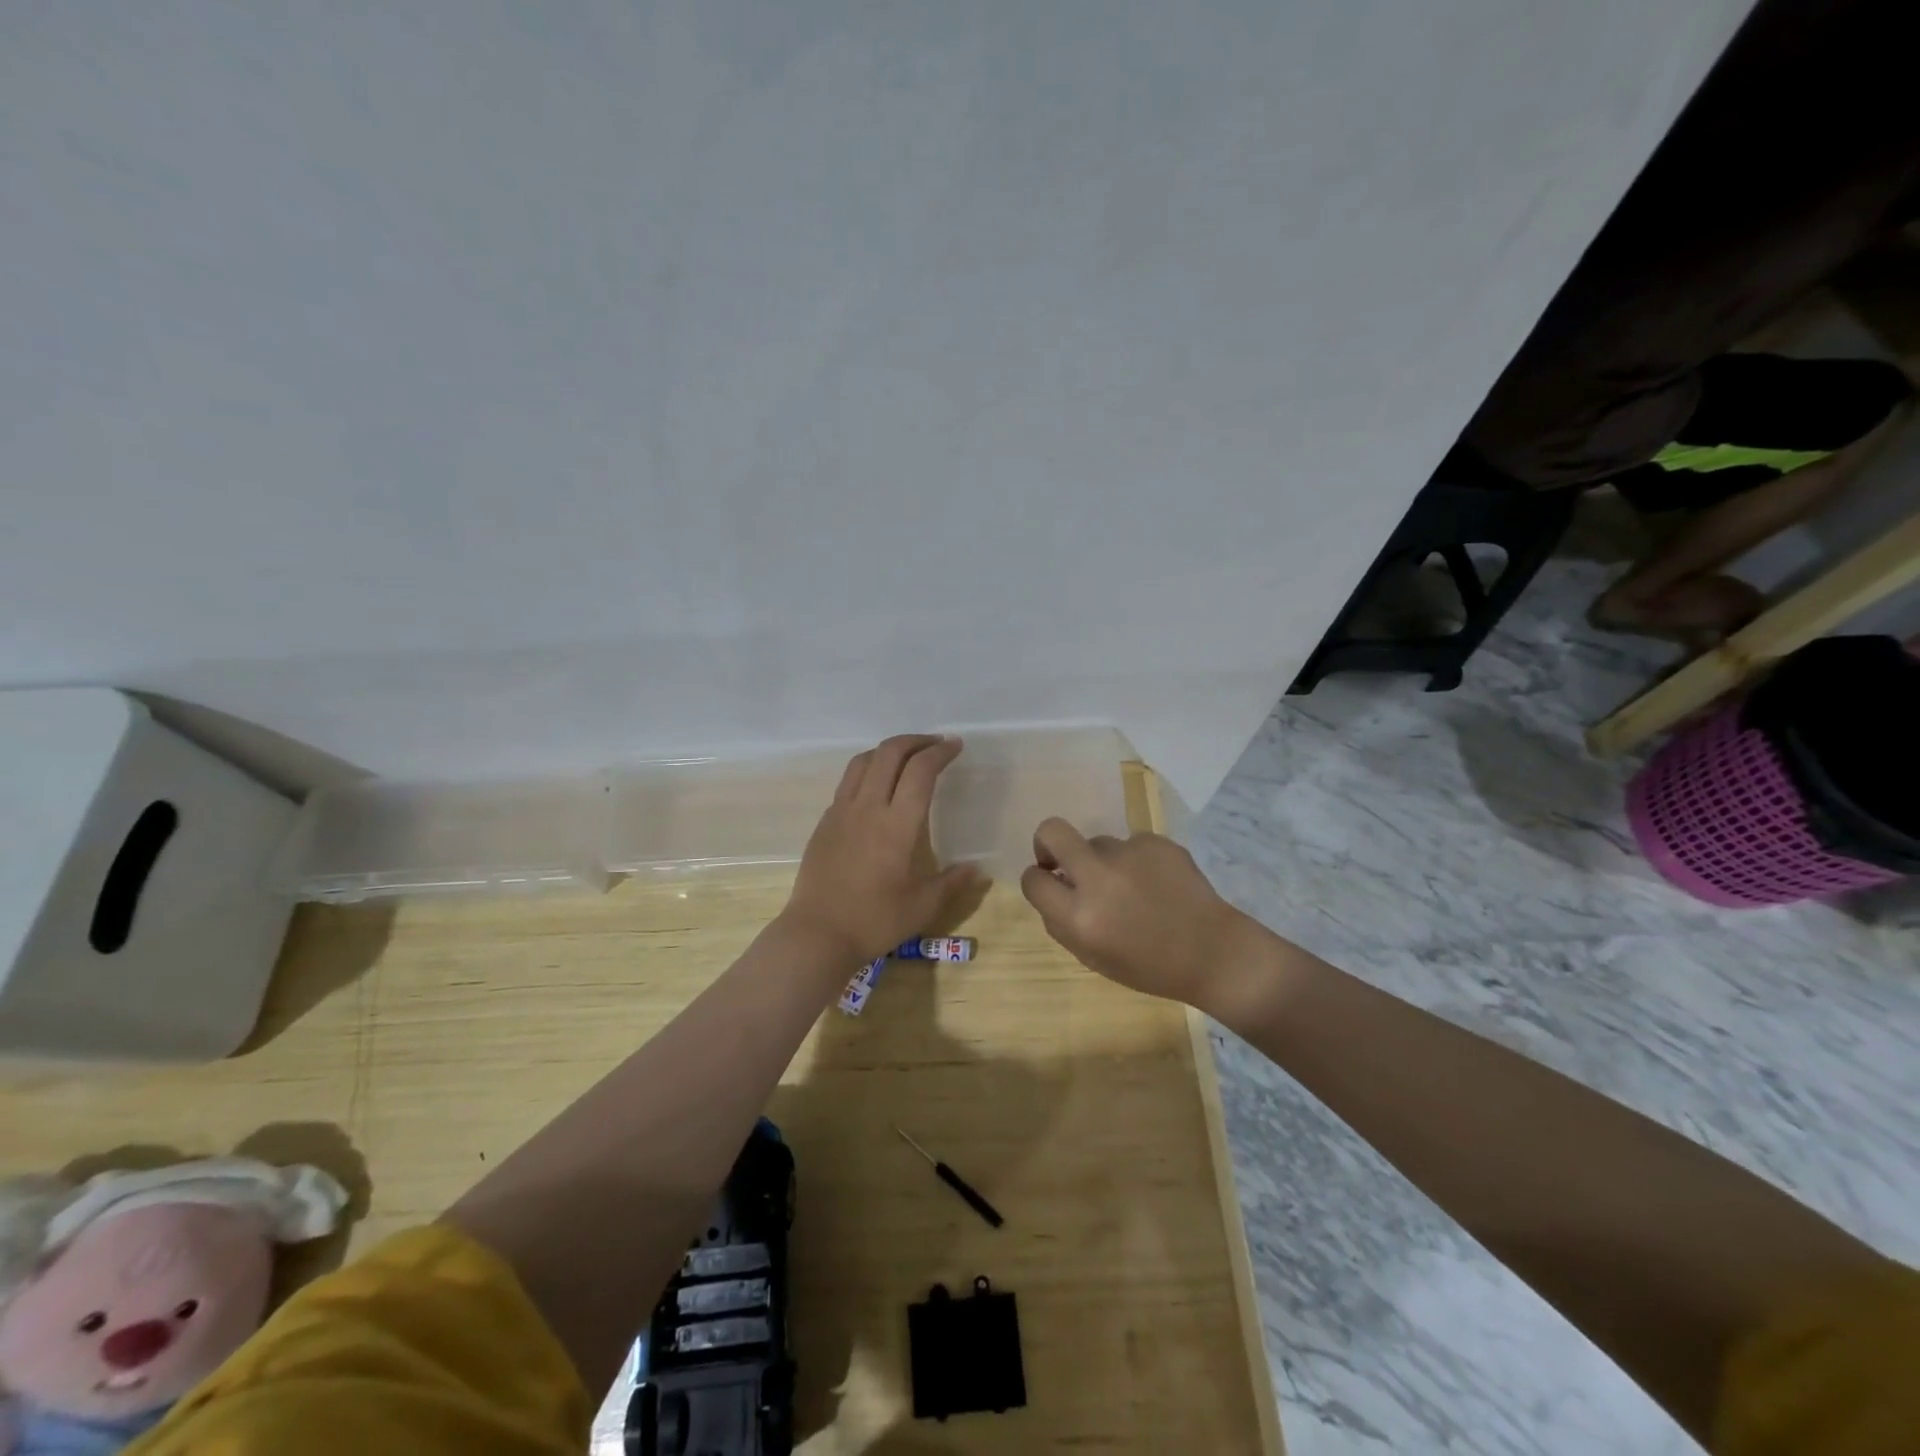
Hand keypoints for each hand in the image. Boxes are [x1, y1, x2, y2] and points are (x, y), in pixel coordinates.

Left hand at [782, 735, 987, 965]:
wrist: (817, 934)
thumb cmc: (874, 921)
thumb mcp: (923, 906)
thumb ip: (952, 883)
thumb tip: (977, 869)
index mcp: (897, 824)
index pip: (920, 771)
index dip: (940, 753)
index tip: (955, 746)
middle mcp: (868, 807)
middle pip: (890, 753)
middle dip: (915, 741)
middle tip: (935, 745)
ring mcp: (841, 811)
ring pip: (864, 761)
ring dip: (888, 750)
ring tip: (907, 757)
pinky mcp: (825, 822)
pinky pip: (848, 781)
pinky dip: (868, 770)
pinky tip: (877, 787)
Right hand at [1019, 818, 1255, 1011]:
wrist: (1213, 952)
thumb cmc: (1149, 966)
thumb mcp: (1092, 957)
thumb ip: (1062, 922)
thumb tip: (1052, 885)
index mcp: (1080, 917)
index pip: (1033, 879)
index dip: (1037, 879)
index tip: (1049, 882)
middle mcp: (1100, 878)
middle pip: (1052, 831)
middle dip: (1046, 842)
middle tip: (1060, 859)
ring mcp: (1130, 854)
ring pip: (1097, 843)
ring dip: (1103, 861)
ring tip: (1133, 889)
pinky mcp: (1156, 842)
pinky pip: (1131, 845)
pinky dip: (1137, 861)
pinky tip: (1158, 884)